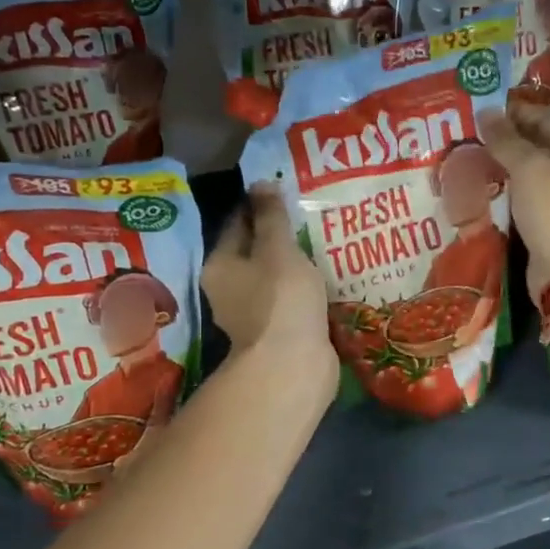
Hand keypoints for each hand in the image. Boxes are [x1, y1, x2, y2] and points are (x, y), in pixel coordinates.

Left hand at [208, 186, 331, 383]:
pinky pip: (292, 301)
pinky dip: (306, 290)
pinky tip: (328, 279)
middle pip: (255, 252)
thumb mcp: (278, 248)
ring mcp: (254, 315)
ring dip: (296, 264)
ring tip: (325, 243)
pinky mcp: (279, 333)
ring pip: (276, 278)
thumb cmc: (281, 299)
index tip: (287, 190)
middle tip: (311, 214)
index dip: (260, 205)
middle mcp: (229, 290)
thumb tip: (260, 183)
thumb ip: (271, 216)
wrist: (293, 366)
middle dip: (280, 236)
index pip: (238, 224)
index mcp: (220, 265)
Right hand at [478, 100, 549, 300]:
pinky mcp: (549, 220)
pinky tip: (480, 187)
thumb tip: (486, 112)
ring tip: (467, 157)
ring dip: (501, 165)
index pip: (545, 117)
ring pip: (528, 171)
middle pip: (537, 143)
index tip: (479, 110)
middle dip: (504, 139)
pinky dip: (504, 190)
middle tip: (467, 133)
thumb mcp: (529, 168)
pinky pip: (523, 196)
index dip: (513, 111)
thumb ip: (506, 140)